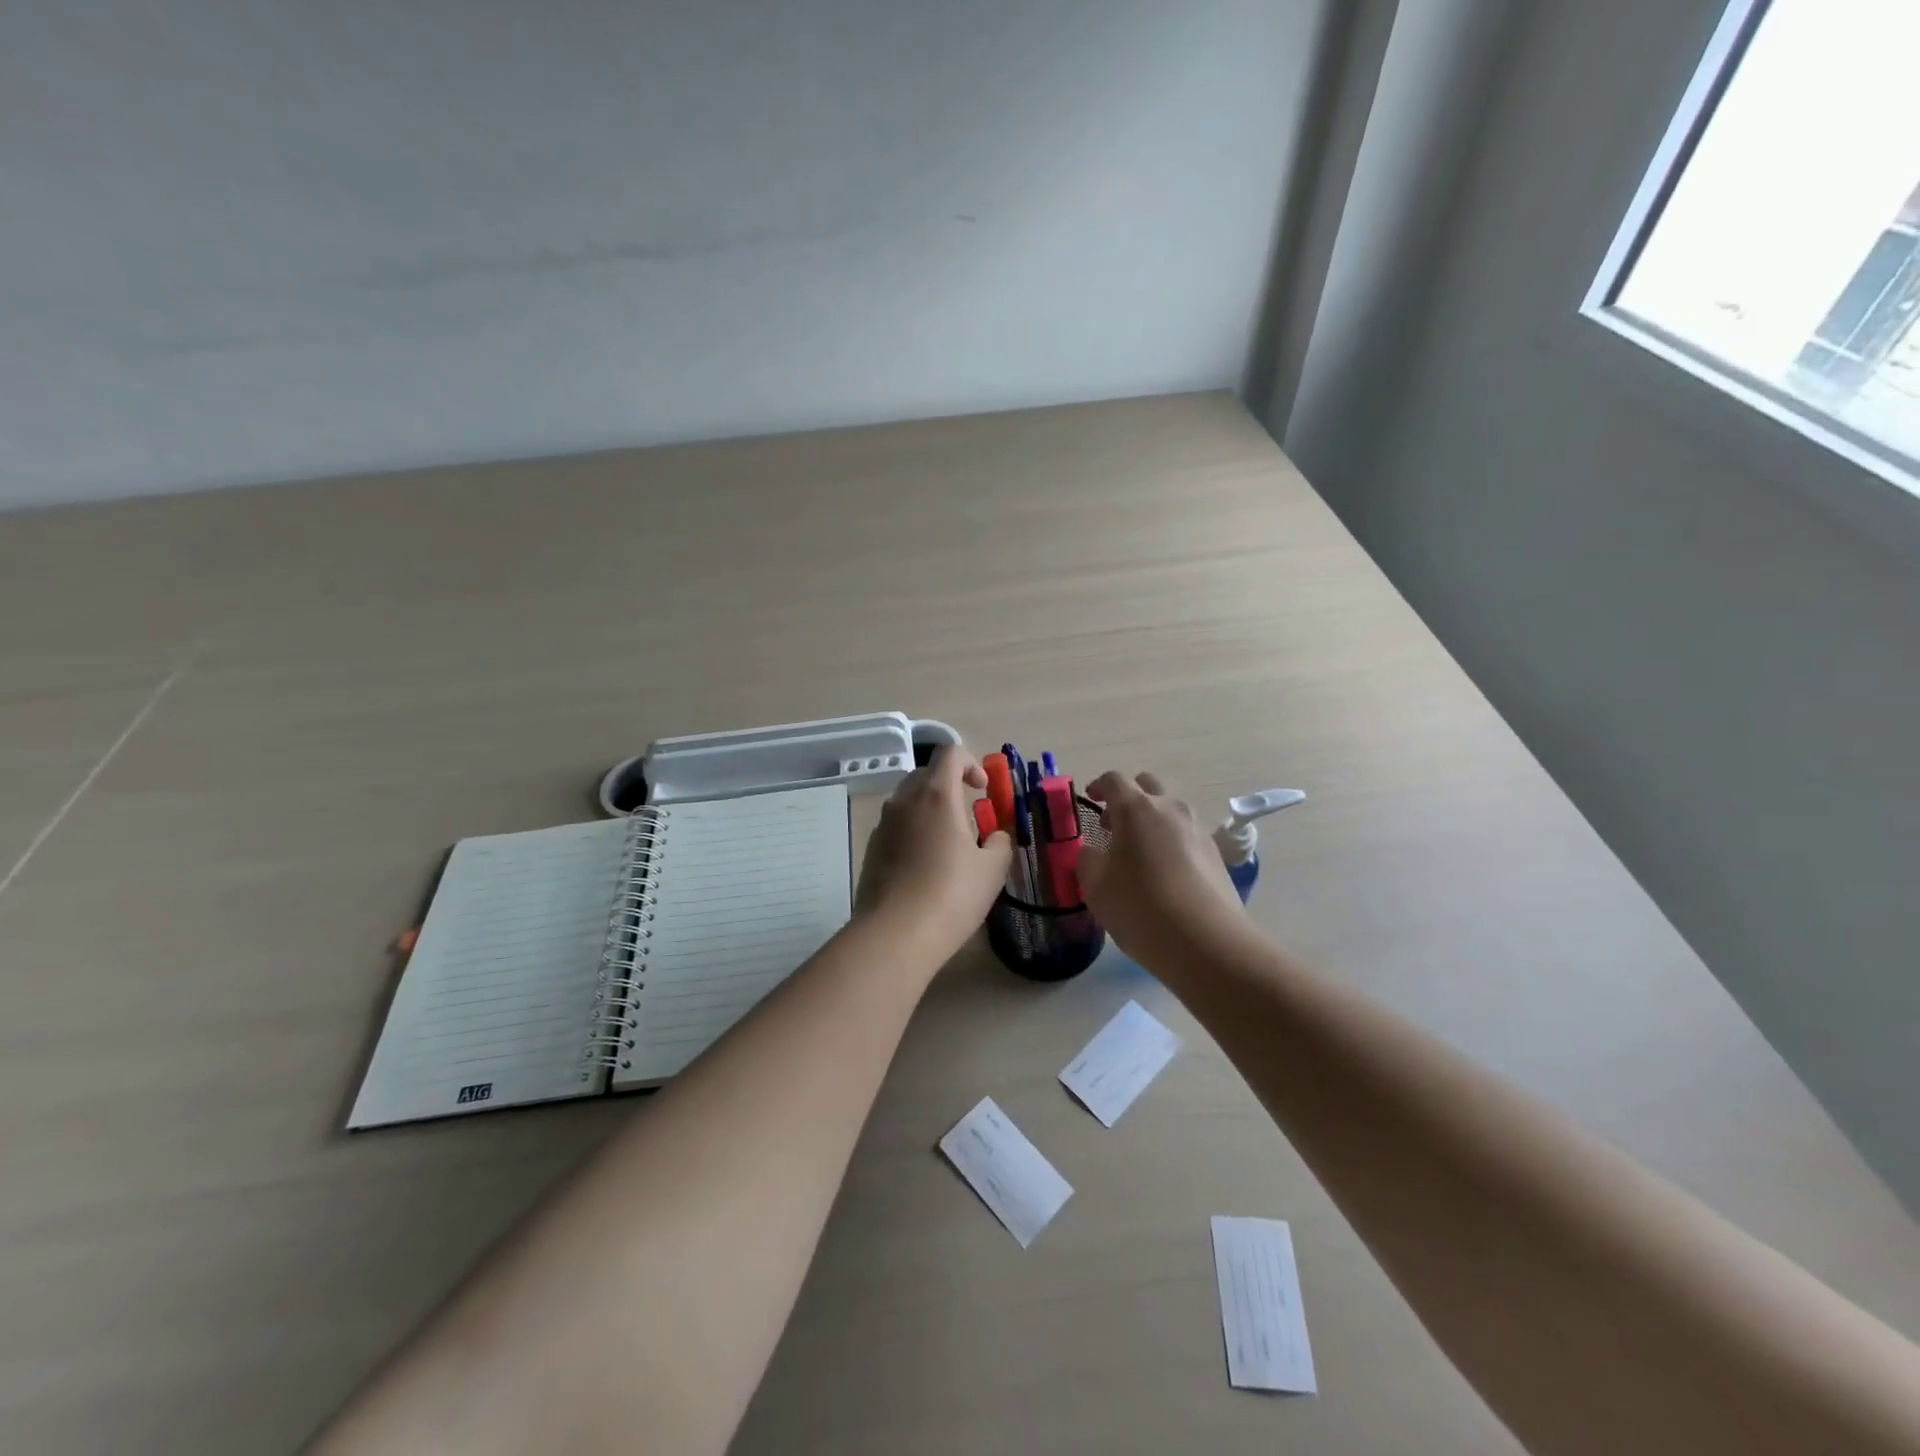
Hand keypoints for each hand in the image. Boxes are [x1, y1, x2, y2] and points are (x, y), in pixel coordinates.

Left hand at [856, 747, 1012, 954]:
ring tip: (947, 843)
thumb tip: (996, 835)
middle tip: (968, 816)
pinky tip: (924, 865)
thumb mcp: (992, 870)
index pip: (950, 753)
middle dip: (949, 785)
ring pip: (908, 800)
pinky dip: (913, 830)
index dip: (970, 763)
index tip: (982, 790)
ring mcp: (883, 824)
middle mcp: (904, 801)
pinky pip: (896, 825)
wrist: (896, 934)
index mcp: (936, 795)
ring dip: (930, 808)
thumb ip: (1000, 842)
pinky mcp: (871, 848)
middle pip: (926, 773)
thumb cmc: (952, 895)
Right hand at [1080, 771, 1254, 970]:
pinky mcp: (1216, 852)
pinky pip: (1186, 834)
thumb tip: (1092, 852)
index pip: (1113, 780)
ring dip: (1152, 820)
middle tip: (1114, 826)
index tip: (1090, 799)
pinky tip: (1164, 873)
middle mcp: (1170, 808)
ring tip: (1139, 853)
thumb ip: (1087, 861)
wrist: (1206, 942)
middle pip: (1147, 785)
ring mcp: (1197, 828)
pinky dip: (1171, 841)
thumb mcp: (1095, 888)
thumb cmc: (1140, 908)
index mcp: (1136, 809)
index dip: (1098, 786)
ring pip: (1170, 810)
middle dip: (1128, 798)